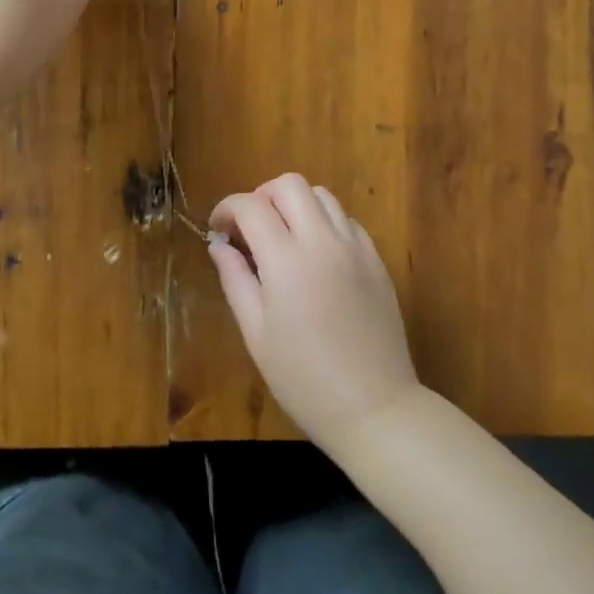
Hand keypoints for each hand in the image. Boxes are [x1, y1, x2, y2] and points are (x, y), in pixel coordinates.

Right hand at [208, 175, 420, 453]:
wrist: (374, 408)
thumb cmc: (304, 379)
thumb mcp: (256, 334)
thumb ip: (235, 280)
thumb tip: (219, 245)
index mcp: (287, 260)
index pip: (251, 206)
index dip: (227, 209)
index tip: (218, 230)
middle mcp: (323, 241)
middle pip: (289, 184)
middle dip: (262, 197)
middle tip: (250, 230)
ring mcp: (355, 247)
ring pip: (321, 195)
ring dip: (295, 205)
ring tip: (283, 239)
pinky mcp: (376, 259)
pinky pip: (346, 220)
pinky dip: (324, 223)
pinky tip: (316, 257)